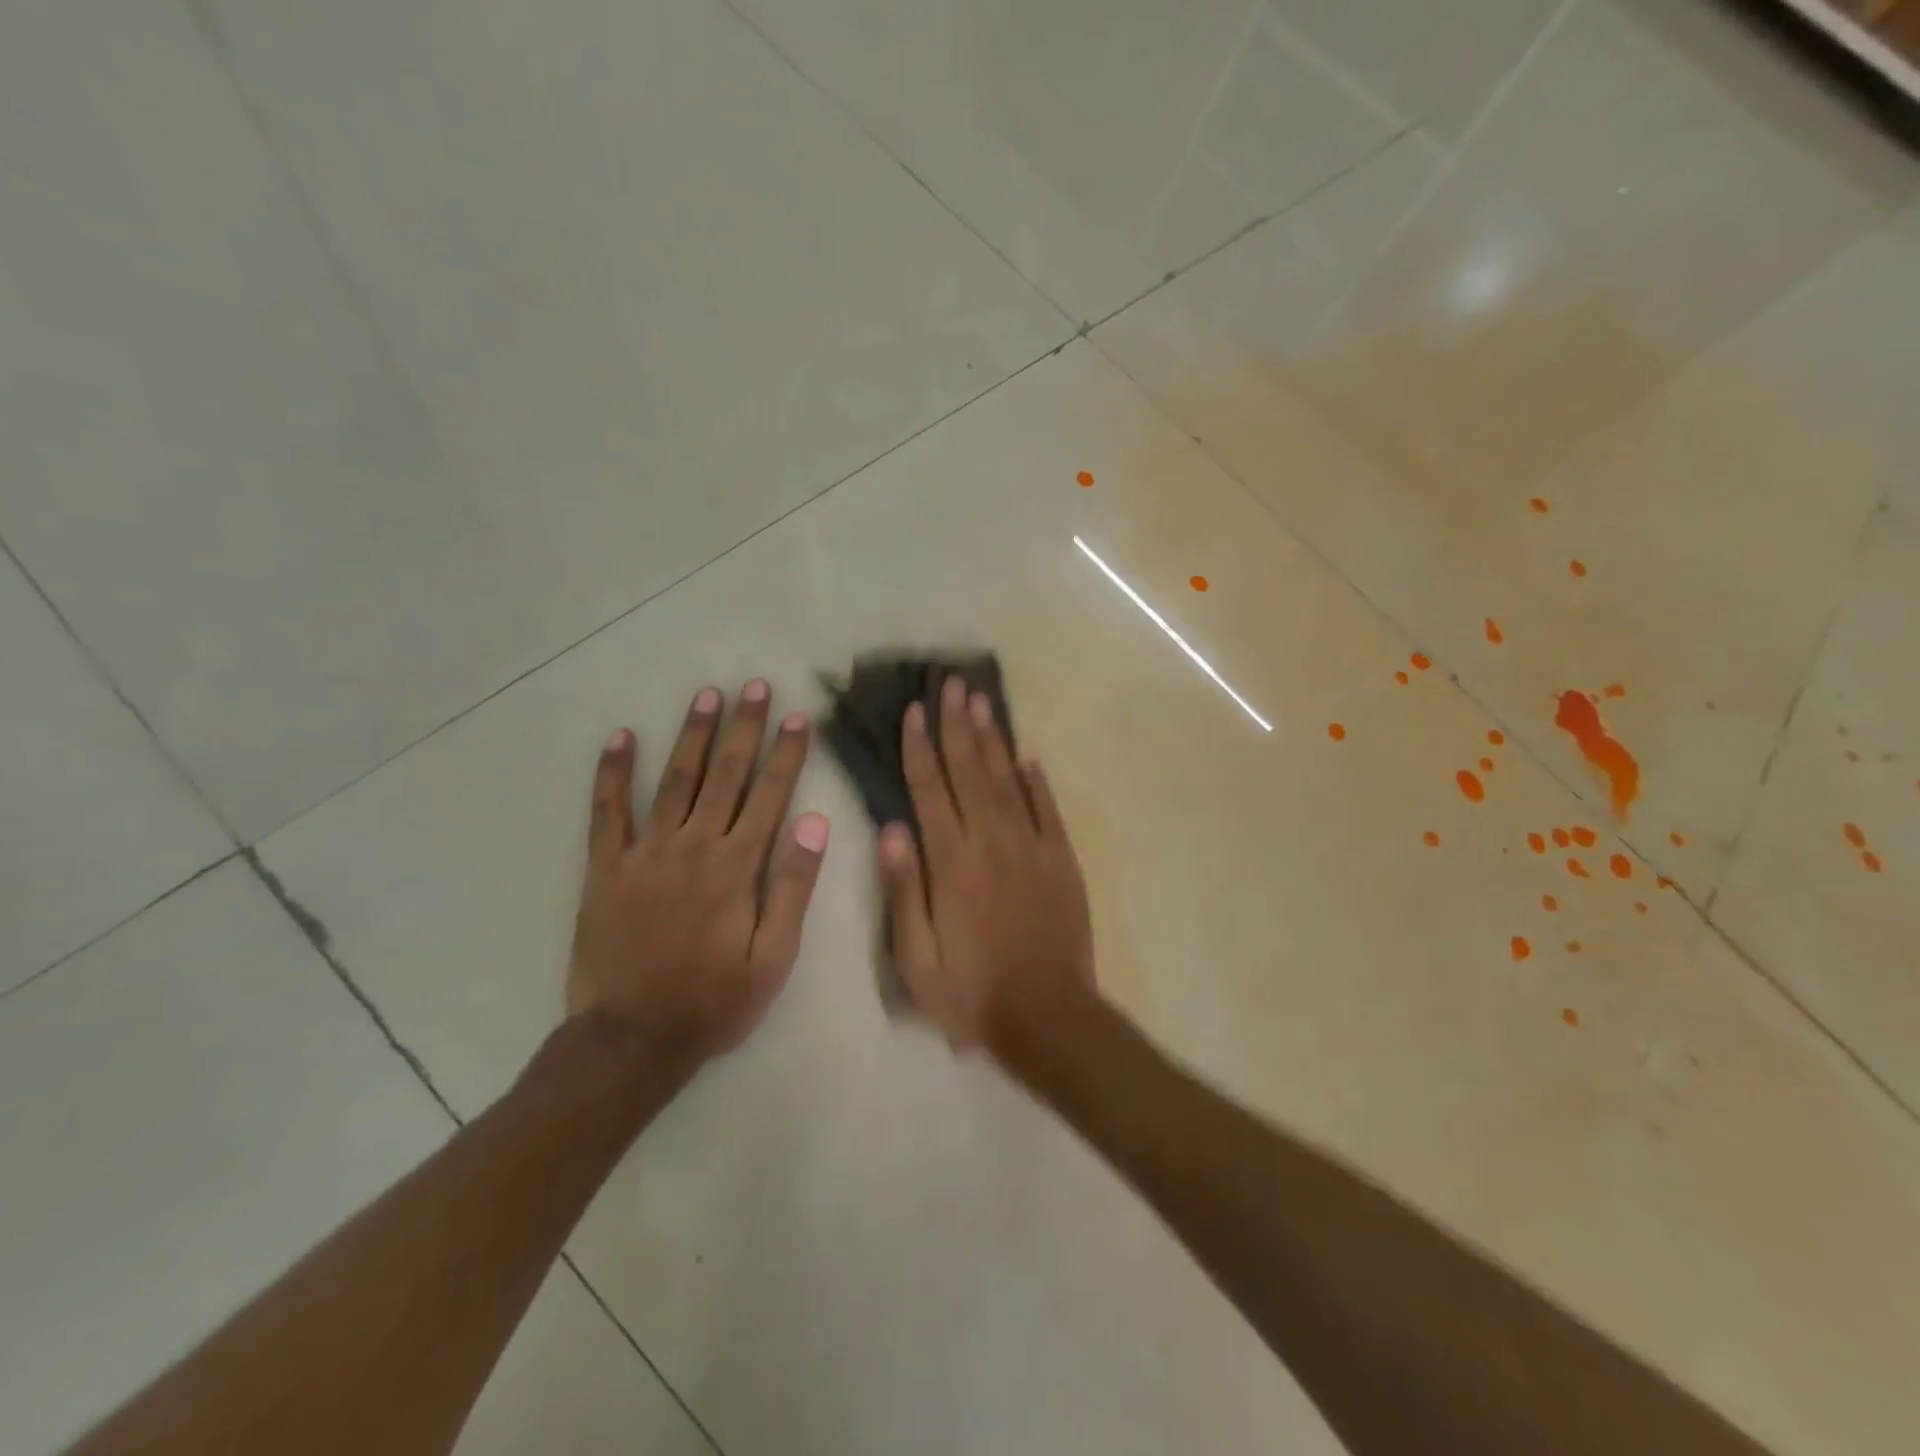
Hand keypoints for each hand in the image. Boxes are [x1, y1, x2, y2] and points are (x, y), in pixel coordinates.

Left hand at [567, 681, 828, 1073]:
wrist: (631, 1040)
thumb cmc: (714, 1001)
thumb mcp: (773, 956)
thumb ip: (793, 886)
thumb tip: (814, 822)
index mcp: (737, 866)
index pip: (769, 795)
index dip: (786, 753)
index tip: (798, 717)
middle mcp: (693, 846)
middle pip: (725, 775)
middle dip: (744, 728)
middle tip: (756, 686)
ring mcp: (645, 853)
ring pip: (675, 780)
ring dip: (694, 735)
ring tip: (708, 696)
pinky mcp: (607, 868)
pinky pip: (608, 812)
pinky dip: (614, 773)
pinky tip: (623, 738)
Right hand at [878, 674, 1095, 1052]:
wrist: (1048, 1016)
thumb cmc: (971, 993)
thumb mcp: (916, 958)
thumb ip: (903, 890)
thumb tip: (892, 829)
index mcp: (951, 863)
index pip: (929, 791)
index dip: (919, 749)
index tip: (913, 711)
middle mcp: (990, 842)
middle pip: (968, 771)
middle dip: (956, 725)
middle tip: (949, 683)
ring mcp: (1031, 847)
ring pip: (1005, 780)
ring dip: (991, 739)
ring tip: (979, 700)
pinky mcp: (1061, 860)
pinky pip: (1046, 809)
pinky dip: (1035, 780)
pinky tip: (1025, 755)